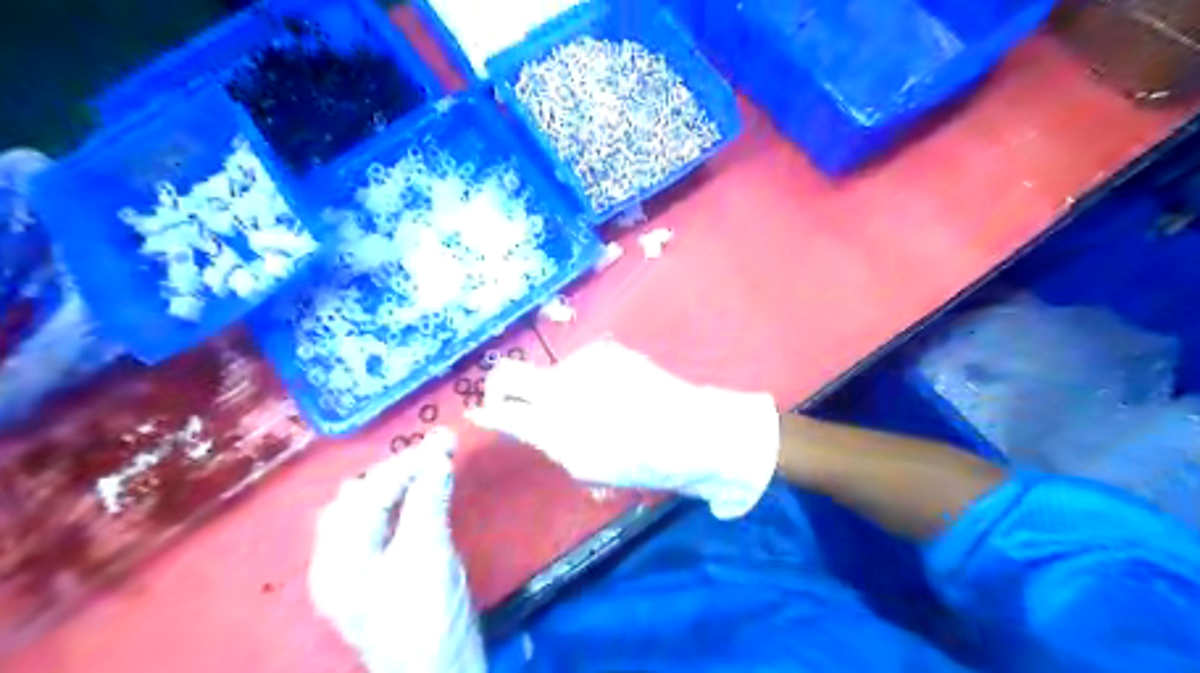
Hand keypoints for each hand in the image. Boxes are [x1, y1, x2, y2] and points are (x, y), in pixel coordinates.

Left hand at [307, 430, 487, 672]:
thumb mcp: (426, 555)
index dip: (405, 465)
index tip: (441, 440)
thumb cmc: (425, 618)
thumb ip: (428, 501)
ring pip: (376, 509)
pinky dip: (411, 500)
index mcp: (337, 559)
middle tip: (438, 450)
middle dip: (399, 470)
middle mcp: (340, 560)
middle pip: (363, 498)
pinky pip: (392, 523)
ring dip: (404, 481)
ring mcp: (363, 569)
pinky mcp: (387, 573)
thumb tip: (438, 452)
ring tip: (435, 462)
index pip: (367, 495)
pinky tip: (431, 490)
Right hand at [469, 341, 777, 521]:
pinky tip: (611, 398)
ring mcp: (588, 360)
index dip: (490, 409)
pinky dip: (583, 382)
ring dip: (559, 392)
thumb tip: (500, 419)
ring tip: (592, 415)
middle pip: (510, 374)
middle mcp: (564, 379)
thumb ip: (538, 436)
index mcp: (557, 417)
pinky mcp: (609, 350)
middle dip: (508, 394)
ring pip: (551, 373)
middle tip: (529, 415)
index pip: (502, 401)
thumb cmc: (641, 461)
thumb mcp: (583, 463)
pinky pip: (579, 366)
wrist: (695, 432)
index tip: (487, 417)